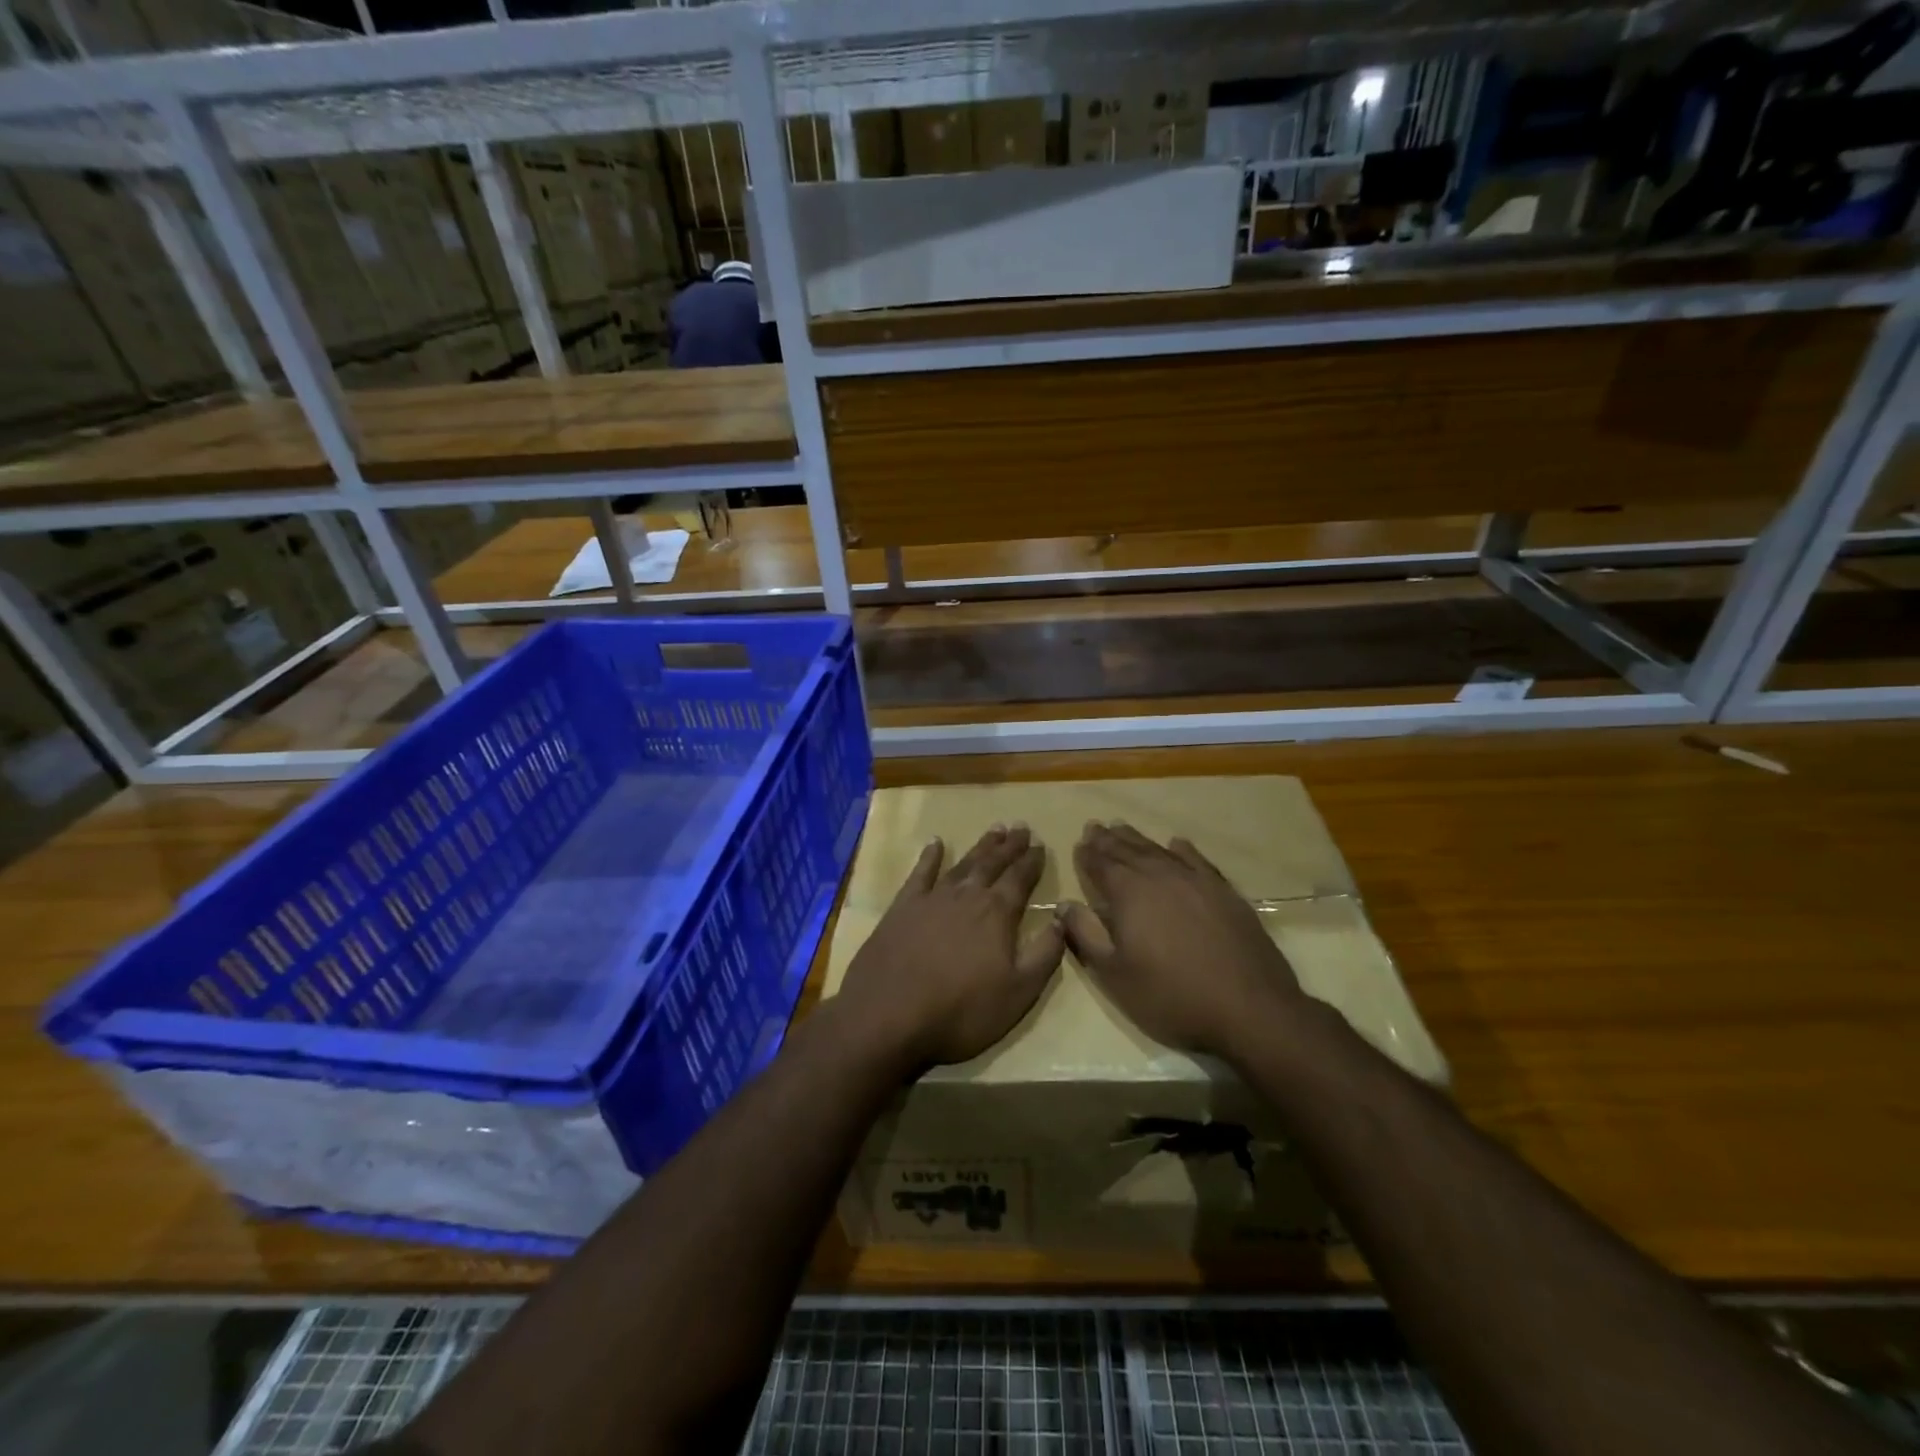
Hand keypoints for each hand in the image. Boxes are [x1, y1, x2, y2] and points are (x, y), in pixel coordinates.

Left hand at [836, 825, 1065, 1069]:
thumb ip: (1044, 954)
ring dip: (980, 846)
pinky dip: (930, 856)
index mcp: (997, 914)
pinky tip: (936, 842)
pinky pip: (920, 873)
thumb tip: (1061, 919)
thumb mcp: (1018, 993)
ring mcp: (932, 898)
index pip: (1021, 879)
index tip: (1041, 845)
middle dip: (1010, 846)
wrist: (889, 1013)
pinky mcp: (903, 907)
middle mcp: (967, 896)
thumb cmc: (961, 1010)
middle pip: (993, 864)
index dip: (1032, 862)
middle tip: (1021, 826)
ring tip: (994, 829)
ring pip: (963, 864)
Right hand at [1059, 823, 1307, 1059]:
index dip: (1088, 854)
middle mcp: (1160, 876)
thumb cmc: (1170, 995)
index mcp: (1129, 893)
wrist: (1248, 1007)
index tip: (1079, 843)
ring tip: (1123, 828)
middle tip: (1095, 826)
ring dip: (1138, 839)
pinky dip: (1183, 849)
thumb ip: (1086, 934)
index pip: (1101, 864)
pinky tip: (1177, 843)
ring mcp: (1196, 880)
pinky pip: (1197, 860)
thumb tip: (1063, 904)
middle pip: (1128, 851)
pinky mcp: (1224, 891)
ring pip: (1159, 851)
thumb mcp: (1114, 973)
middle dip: (1108, 840)